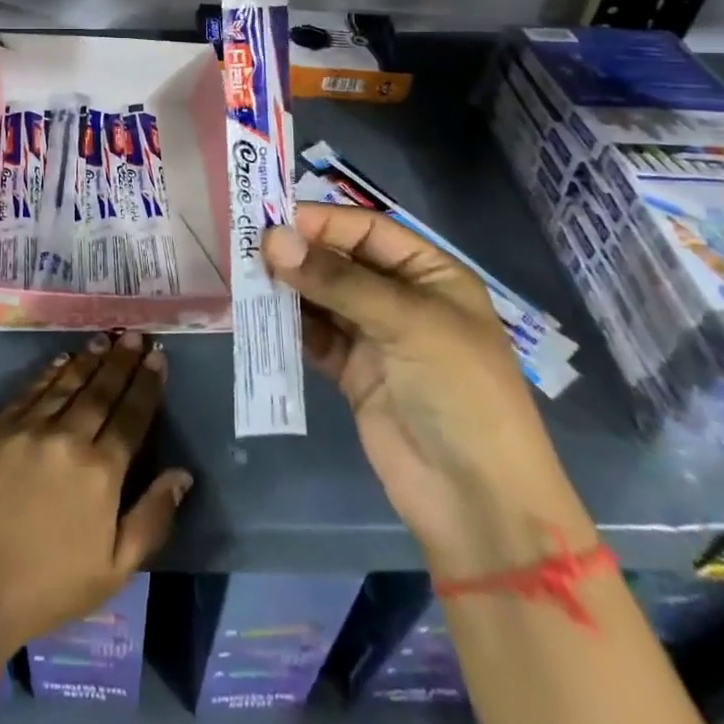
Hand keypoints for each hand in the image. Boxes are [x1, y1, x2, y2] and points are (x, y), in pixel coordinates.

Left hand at [0, 330, 192, 654]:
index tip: (158, 358)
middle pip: (102, 391)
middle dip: (122, 361)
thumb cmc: (46, 588)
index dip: (147, 385)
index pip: (132, 417)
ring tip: (106, 338)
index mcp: (102, 472)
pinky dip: (51, 372)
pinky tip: (63, 360)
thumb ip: (151, 518)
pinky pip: (32, 390)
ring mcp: (31, 428)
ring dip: (90, 359)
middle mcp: (70, 438)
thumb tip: (183, 474)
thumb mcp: (113, 570)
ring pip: (68, 383)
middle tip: (136, 335)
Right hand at [265, 205, 593, 579]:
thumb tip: (272, 240)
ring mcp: (374, 336)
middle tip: (248, 246)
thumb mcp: (407, 324)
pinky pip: (313, 335)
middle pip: (340, 260)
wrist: (477, 503)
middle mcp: (400, 297)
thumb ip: (337, 281)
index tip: (271, 220)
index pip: (367, 230)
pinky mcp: (352, 372)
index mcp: (429, 274)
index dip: (322, 222)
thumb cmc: (460, 393)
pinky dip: (288, 324)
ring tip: (245, 276)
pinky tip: (258, 314)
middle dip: (299, 252)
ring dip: (288, 286)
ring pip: (322, 296)